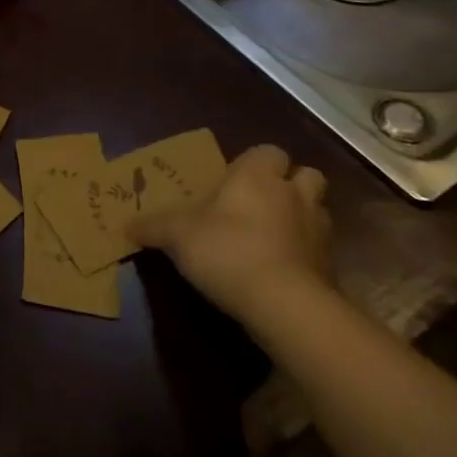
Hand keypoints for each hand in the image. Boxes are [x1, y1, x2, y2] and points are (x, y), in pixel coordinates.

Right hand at [126, 143, 331, 323]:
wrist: (284, 304)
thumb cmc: (227, 249)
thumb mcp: (176, 235)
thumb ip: (152, 227)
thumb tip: (126, 226)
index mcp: (258, 176)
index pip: (269, 152)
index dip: (255, 163)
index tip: (235, 180)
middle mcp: (293, 195)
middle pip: (307, 176)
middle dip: (290, 185)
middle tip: (261, 202)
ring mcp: (318, 232)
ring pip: (317, 211)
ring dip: (300, 218)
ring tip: (272, 235)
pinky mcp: (330, 268)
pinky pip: (318, 250)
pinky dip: (304, 255)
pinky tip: (280, 269)